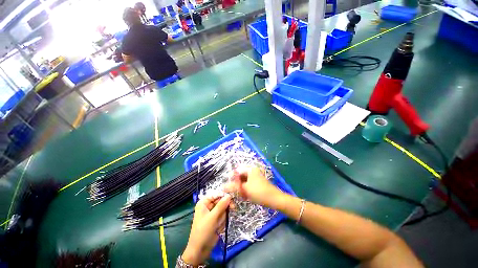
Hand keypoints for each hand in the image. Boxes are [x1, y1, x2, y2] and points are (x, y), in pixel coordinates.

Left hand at [182, 194, 231, 265]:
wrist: (200, 250)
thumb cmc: (203, 231)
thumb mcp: (212, 217)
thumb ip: (221, 205)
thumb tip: (229, 195)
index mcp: (204, 203)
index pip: (216, 194)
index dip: (223, 194)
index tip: (232, 196)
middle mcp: (208, 206)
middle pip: (220, 200)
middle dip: (226, 205)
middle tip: (233, 207)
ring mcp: (212, 213)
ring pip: (223, 208)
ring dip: (224, 215)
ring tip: (220, 224)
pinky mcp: (216, 220)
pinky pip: (223, 215)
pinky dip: (223, 220)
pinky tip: (219, 227)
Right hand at [224, 166, 282, 207]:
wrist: (274, 199)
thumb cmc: (259, 192)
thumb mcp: (245, 189)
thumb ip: (233, 187)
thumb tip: (223, 187)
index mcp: (250, 169)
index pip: (237, 171)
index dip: (231, 178)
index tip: (227, 186)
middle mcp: (252, 170)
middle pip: (240, 175)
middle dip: (236, 183)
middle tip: (234, 191)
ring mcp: (255, 176)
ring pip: (244, 180)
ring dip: (241, 187)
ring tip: (240, 194)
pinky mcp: (257, 182)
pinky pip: (248, 183)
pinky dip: (245, 189)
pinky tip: (245, 195)